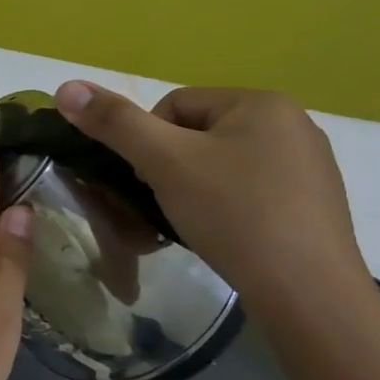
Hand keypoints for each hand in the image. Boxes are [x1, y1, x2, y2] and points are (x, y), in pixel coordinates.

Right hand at [52, 82, 372, 315]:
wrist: (308, 293)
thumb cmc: (234, 214)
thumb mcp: (164, 162)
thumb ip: (114, 122)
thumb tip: (65, 86)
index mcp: (261, 102)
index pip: (173, 106)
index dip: (147, 143)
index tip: (150, 181)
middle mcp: (292, 124)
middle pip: (196, 135)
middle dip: (170, 169)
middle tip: (166, 205)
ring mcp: (308, 165)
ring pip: (220, 165)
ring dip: (193, 190)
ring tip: (192, 223)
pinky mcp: (313, 203)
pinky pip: (249, 191)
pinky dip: (225, 208)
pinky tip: (224, 235)